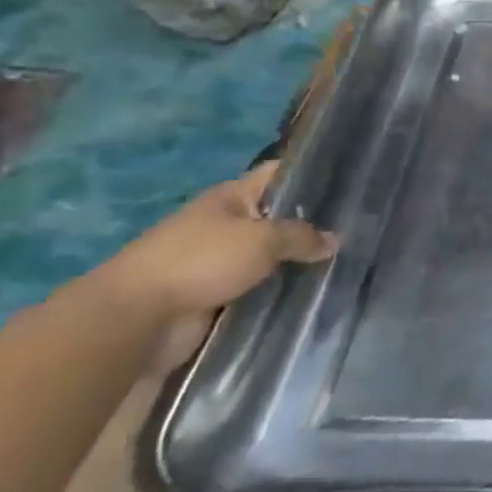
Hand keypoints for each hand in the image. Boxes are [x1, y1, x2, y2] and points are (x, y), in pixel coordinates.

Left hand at [92, 162, 335, 326]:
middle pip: (277, 217)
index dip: (312, 172)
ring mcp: (216, 261)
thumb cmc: (200, 261)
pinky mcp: (213, 296)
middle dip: (312, 224)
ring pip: (269, 256)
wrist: (134, 320)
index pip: (279, 174)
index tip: (350, 179)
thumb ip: (302, 236)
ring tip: (342, 262)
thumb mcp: (263, 239)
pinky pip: (256, 288)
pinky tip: (311, 291)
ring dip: (295, 262)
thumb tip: (334, 240)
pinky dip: (278, 290)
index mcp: (231, 197)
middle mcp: (225, 224)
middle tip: (357, 227)